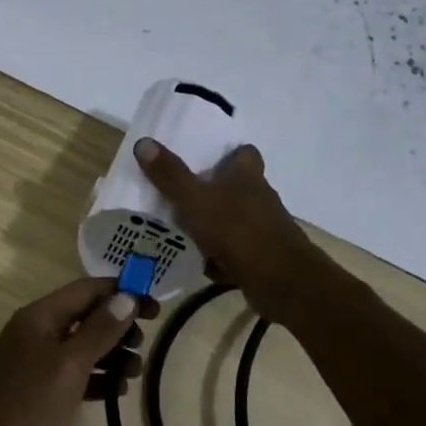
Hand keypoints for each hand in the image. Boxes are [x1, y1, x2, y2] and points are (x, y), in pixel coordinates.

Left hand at [0, 277, 152, 425]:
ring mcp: (33, 362)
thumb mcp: (68, 366)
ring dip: (111, 354)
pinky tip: (115, 392)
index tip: (155, 309)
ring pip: (81, 346)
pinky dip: (95, 378)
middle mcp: (36, 331)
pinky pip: (72, 374)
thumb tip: (126, 296)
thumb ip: (98, 331)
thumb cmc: (24, 407)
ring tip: (135, 374)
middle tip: (143, 346)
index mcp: (40, 316)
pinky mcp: (34, 391)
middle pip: (86, 315)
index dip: (122, 292)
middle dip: (118, 325)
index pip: (87, 289)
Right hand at [133, 138, 323, 319]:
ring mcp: (263, 230)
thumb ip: (170, 175)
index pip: (244, 153)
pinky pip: (234, 253)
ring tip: (179, 228)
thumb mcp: (195, 200)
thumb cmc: (239, 231)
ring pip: (232, 221)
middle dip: (211, 191)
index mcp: (247, 176)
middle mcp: (259, 198)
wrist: (282, 283)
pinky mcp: (261, 259)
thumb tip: (143, 142)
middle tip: (178, 194)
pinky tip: (197, 263)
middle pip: (235, 187)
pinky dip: (218, 257)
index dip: (227, 152)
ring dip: (212, 225)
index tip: (202, 156)